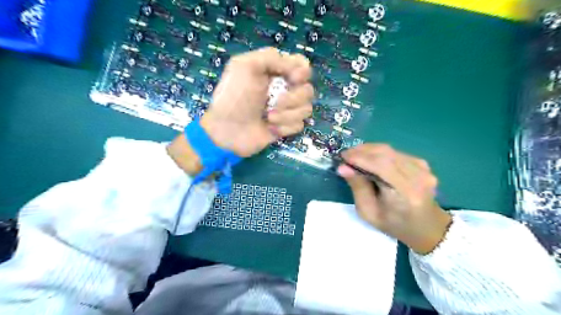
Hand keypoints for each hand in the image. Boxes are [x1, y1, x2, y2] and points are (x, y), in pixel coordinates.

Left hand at [200, 47, 312, 157]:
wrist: (228, 131)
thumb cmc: (233, 97)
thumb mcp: (244, 66)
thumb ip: (271, 57)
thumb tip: (295, 69)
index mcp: (275, 71)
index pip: (302, 65)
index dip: (302, 71)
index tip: (292, 79)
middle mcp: (284, 89)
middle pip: (308, 89)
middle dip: (293, 97)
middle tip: (275, 103)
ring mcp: (286, 109)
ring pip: (306, 108)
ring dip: (287, 114)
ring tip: (268, 117)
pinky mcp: (286, 126)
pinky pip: (299, 125)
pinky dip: (285, 127)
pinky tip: (271, 128)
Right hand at [337, 144, 450, 253]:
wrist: (426, 226)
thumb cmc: (394, 224)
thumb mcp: (369, 213)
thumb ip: (358, 188)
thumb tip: (343, 167)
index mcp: (406, 194)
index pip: (381, 166)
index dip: (360, 158)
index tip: (342, 157)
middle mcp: (418, 177)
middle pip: (385, 153)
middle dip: (362, 151)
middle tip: (345, 155)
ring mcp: (423, 168)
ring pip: (389, 150)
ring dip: (368, 150)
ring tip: (354, 156)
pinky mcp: (422, 163)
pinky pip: (395, 152)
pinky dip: (379, 153)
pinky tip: (370, 159)